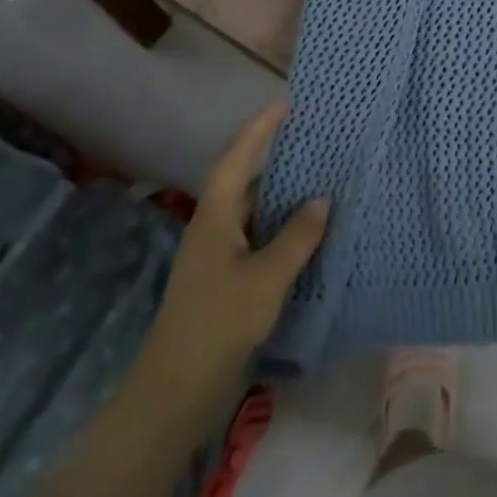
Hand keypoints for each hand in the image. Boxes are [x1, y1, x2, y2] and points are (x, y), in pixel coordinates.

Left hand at [144, 101, 329, 384]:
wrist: (174, 394)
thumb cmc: (218, 324)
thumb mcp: (266, 278)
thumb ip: (297, 237)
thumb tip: (322, 198)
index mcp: (216, 216)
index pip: (237, 157)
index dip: (260, 127)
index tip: (286, 102)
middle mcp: (214, 226)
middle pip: (246, 178)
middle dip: (276, 155)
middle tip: (315, 137)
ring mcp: (218, 254)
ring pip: (254, 210)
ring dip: (283, 193)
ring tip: (321, 176)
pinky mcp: (226, 279)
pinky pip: (258, 236)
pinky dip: (282, 226)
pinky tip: (308, 232)